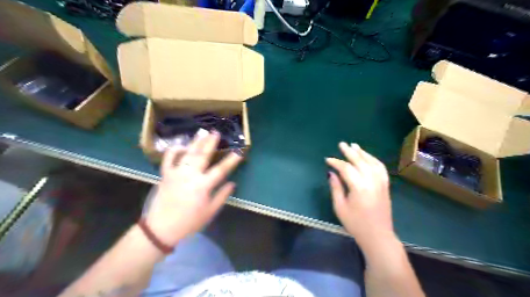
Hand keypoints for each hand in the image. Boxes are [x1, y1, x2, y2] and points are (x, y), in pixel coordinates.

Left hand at [145, 130, 243, 245]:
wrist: (161, 229)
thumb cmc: (189, 222)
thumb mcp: (210, 212)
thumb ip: (222, 196)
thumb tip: (232, 183)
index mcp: (202, 186)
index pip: (220, 170)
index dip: (231, 160)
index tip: (239, 152)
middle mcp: (190, 175)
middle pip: (202, 155)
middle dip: (210, 143)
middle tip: (216, 132)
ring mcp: (176, 173)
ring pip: (187, 153)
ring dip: (196, 142)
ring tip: (203, 132)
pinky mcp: (165, 174)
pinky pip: (168, 159)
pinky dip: (174, 150)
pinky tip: (181, 145)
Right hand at [325, 141, 395, 247]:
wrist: (378, 236)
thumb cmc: (356, 223)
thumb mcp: (340, 207)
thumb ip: (336, 188)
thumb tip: (331, 173)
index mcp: (359, 187)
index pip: (346, 168)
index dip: (336, 162)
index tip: (327, 159)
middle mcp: (371, 181)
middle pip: (360, 161)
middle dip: (349, 152)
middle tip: (341, 144)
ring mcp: (381, 183)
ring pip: (372, 162)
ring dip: (363, 153)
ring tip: (354, 145)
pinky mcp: (385, 186)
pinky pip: (380, 168)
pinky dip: (374, 160)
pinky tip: (368, 157)